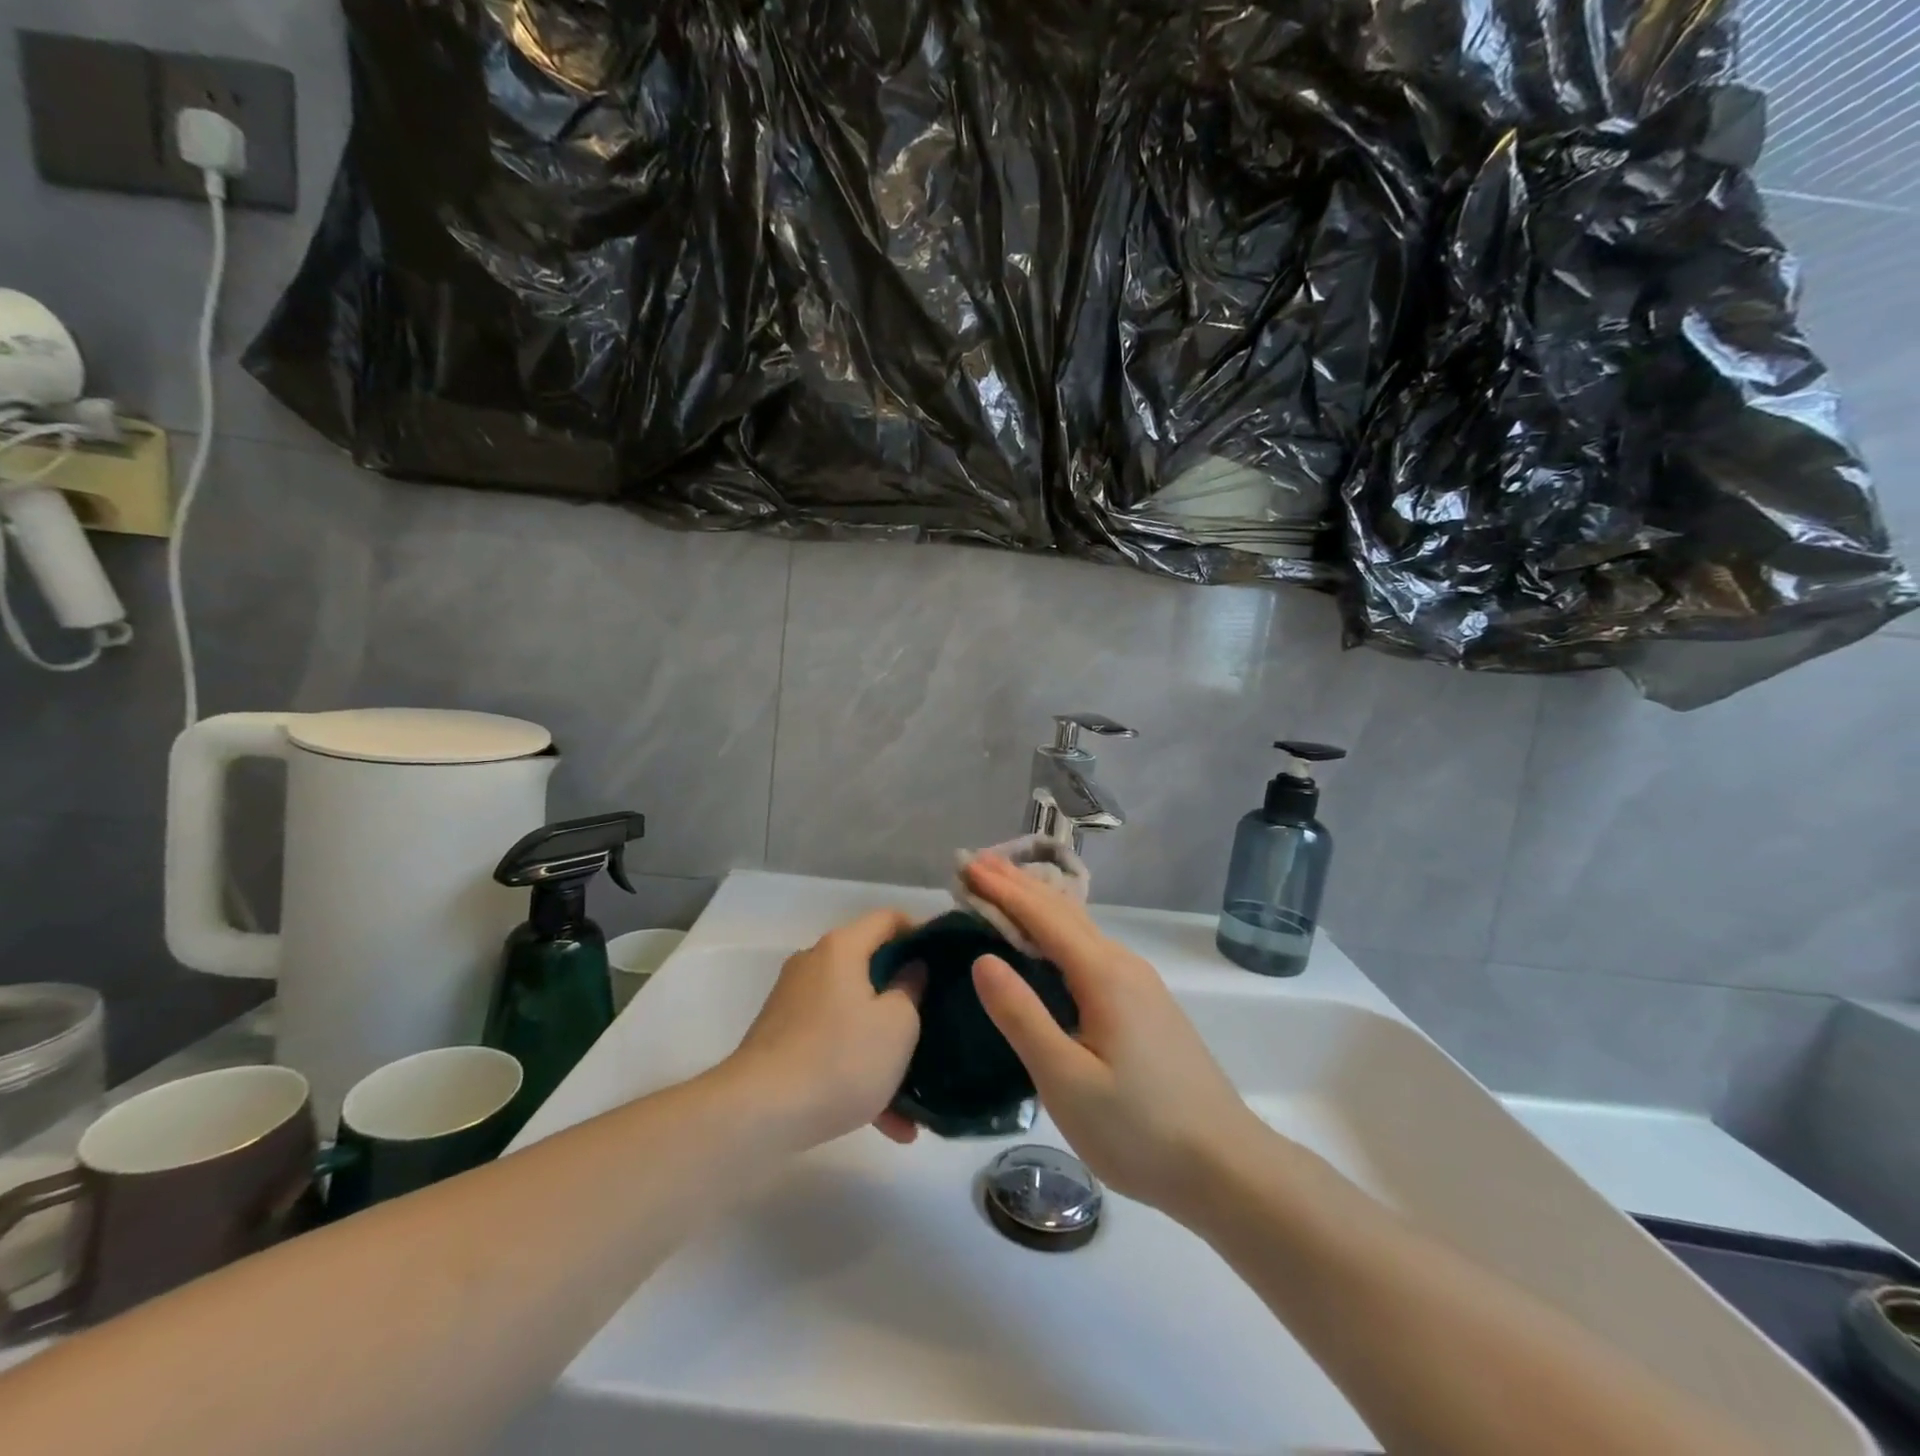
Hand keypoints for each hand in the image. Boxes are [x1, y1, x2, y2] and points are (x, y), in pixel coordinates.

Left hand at [726, 910, 925, 1148]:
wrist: (759, 1114)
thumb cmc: (840, 1058)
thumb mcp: (897, 1025)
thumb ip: (911, 989)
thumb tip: (910, 970)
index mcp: (842, 948)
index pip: (888, 919)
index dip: (921, 932)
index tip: (947, 959)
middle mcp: (814, 964)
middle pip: (869, 967)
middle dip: (904, 997)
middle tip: (936, 1019)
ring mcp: (794, 1003)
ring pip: (853, 1014)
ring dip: (884, 1046)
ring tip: (916, 1092)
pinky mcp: (782, 1040)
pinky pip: (832, 1044)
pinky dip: (858, 1070)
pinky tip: (888, 1122)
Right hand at [965, 855, 1265, 1215]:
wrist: (1226, 1166)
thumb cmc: (1140, 1129)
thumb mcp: (1067, 1080)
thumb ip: (1022, 1016)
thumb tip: (982, 958)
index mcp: (1103, 974)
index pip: (1042, 915)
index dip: (1001, 888)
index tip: (965, 866)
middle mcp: (1123, 964)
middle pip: (1063, 910)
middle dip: (1017, 884)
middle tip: (975, 865)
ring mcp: (1139, 983)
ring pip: (1080, 928)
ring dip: (1037, 904)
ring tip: (1003, 890)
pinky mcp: (1145, 1004)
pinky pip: (1090, 948)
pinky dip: (1056, 931)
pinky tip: (1048, 942)